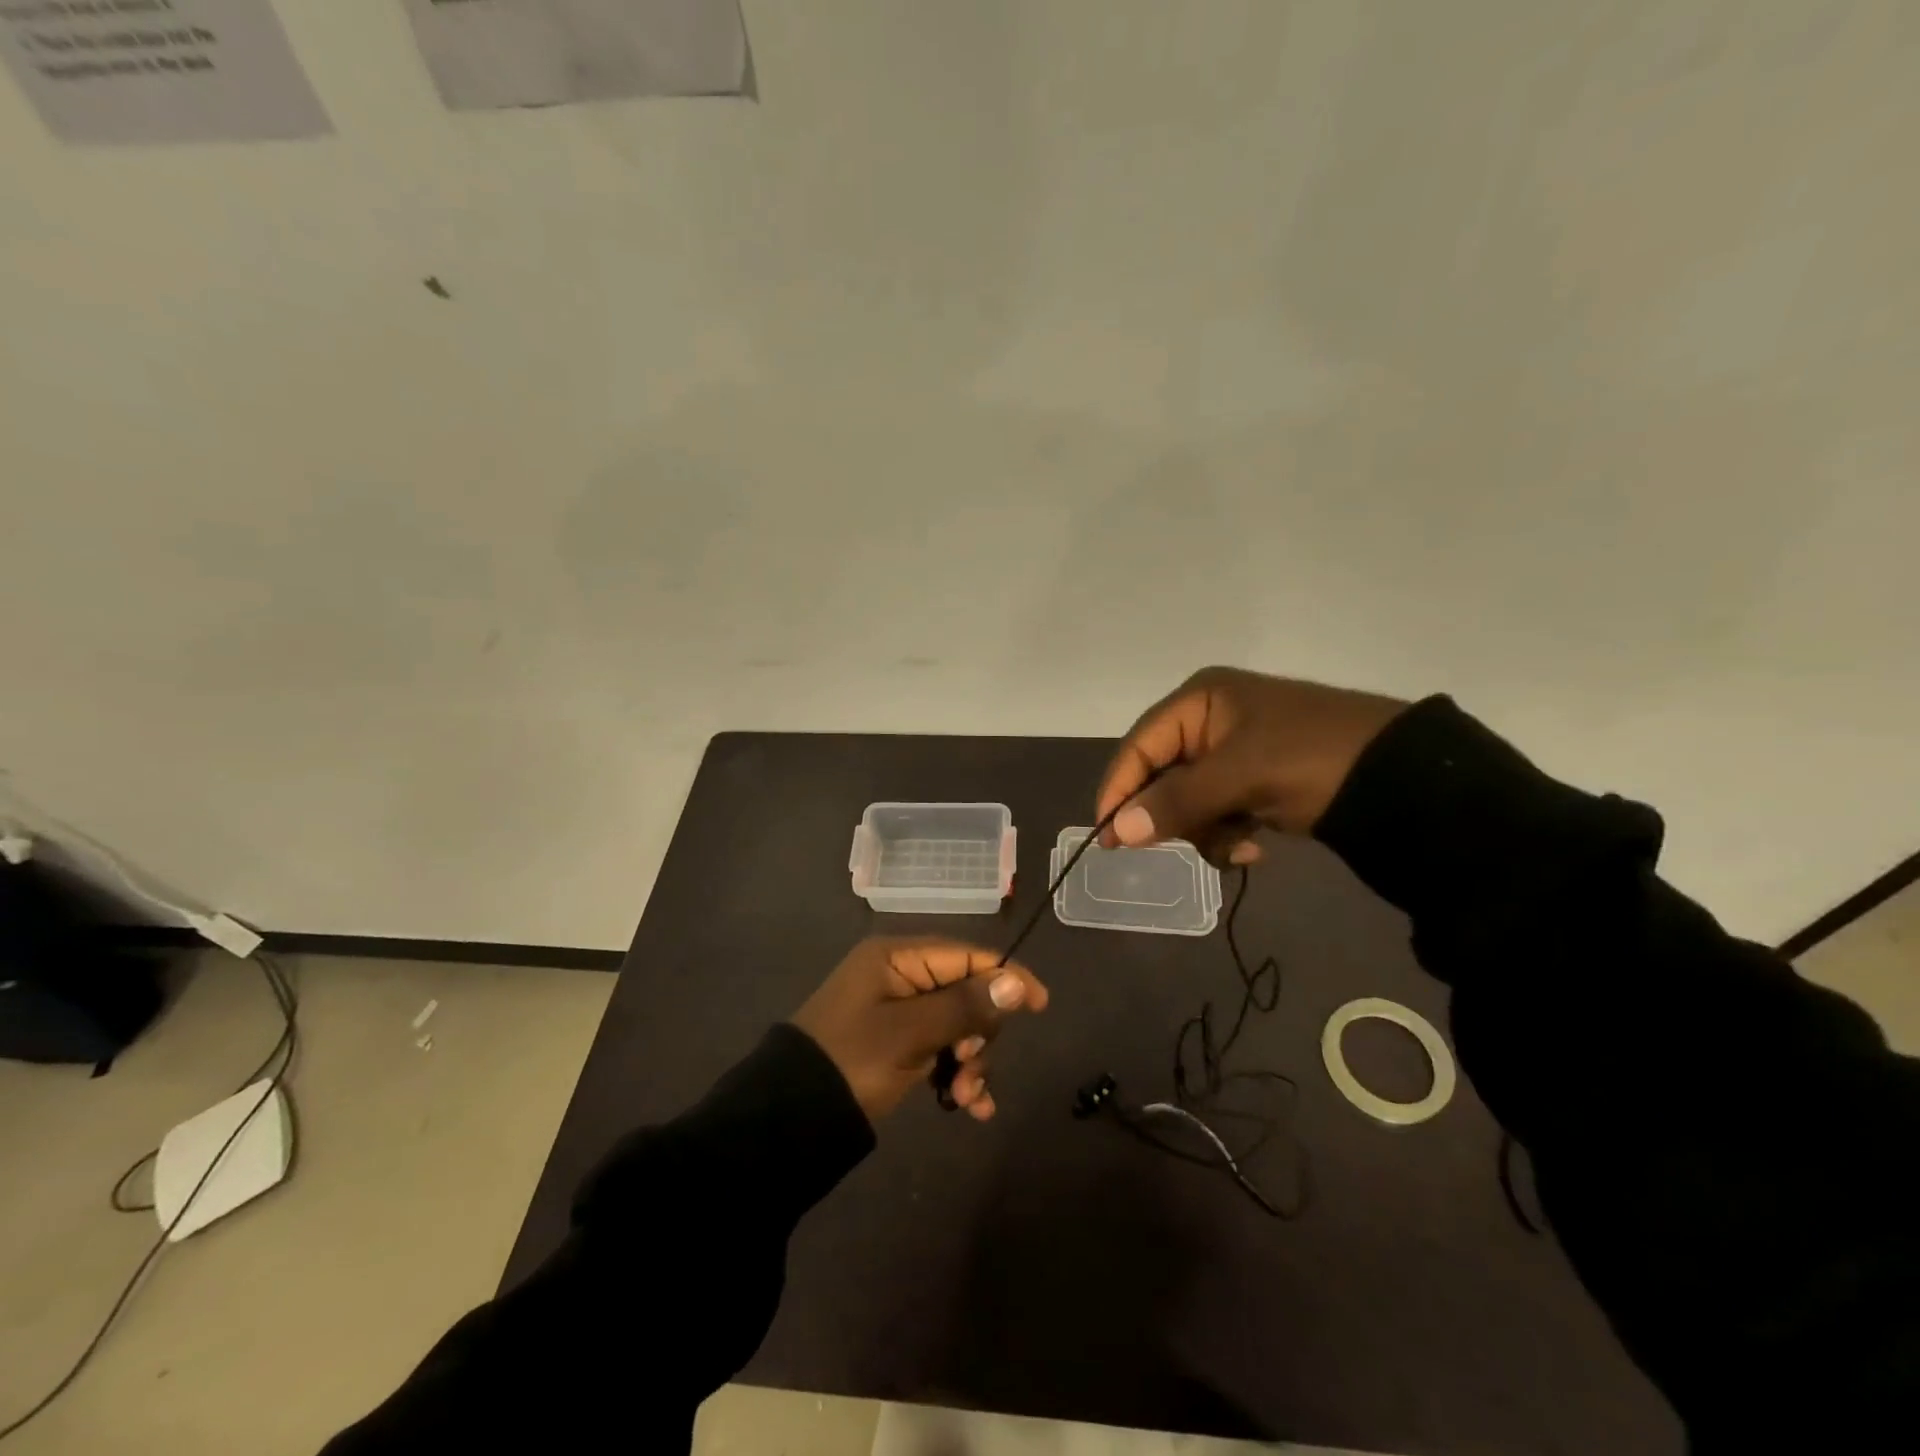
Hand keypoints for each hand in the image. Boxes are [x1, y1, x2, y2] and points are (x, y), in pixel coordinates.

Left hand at [791, 938, 1048, 1123]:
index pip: (966, 956)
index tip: (1041, 1006)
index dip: (1006, 977)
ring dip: (970, 1062)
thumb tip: (1017, 981)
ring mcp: (896, 1012)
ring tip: (965, 1100)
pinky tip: (967, 1108)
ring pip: (956, 1027)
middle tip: (969, 1068)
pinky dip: (955, 1074)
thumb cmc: (852, 1061)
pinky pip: (939, 1049)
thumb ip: (965, 1006)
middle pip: (965, 993)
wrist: (789, 1120)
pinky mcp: (895, 1044)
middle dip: (980, 1035)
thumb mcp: (911, 1033)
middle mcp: (899, 976)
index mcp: (897, 958)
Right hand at [1096, 667, 1408, 862]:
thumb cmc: (1312, 759)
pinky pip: (1218, 810)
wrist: (1406, 779)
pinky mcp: (1257, 779)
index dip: (1119, 790)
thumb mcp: (1241, 776)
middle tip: (1186, 844)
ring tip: (1240, 845)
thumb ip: (1176, 801)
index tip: (1108, 837)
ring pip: (1188, 800)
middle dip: (1175, 815)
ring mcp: (1235, 751)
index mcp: (1200, 700)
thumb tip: (1117, 831)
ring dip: (1206, 829)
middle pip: (1162, 776)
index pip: (1139, 746)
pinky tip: (1256, 844)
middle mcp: (1210, 720)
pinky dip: (1229, 832)